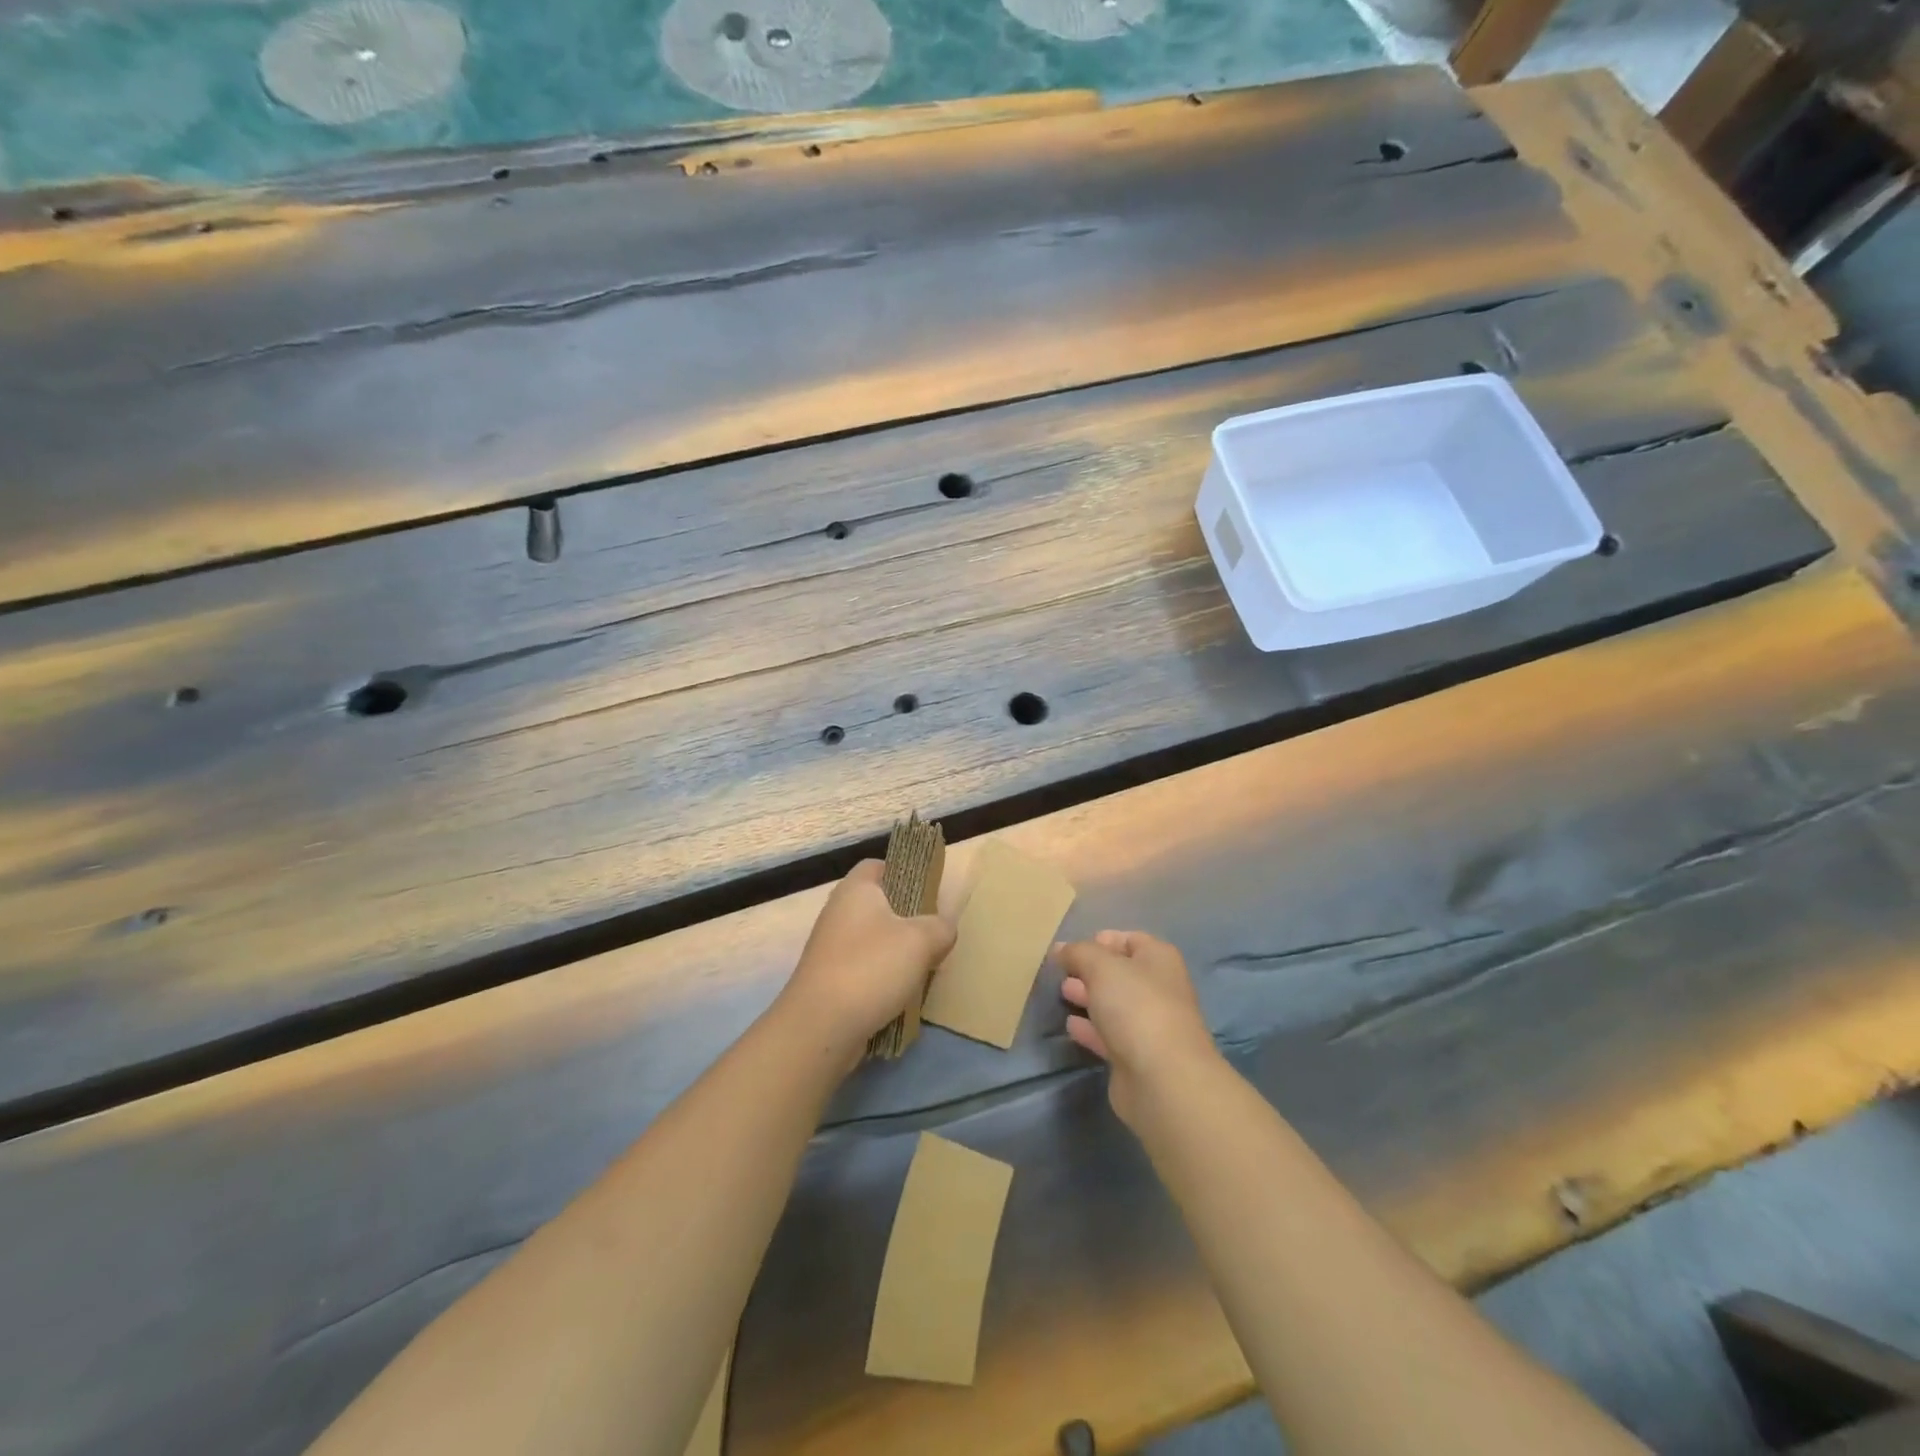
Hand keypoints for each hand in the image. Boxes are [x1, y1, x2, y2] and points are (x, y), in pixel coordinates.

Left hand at [778, 860, 955, 1064]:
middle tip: (934, 934)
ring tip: (924, 968)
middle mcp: (838, 913)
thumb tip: (943, 929)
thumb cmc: (871, 968)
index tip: (928, 892)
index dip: (903, 872)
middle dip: (907, 919)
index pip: (877, 865)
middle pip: (878, 905)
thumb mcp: (921, 940)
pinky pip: (864, 969)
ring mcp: (830, 948)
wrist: (821, 1027)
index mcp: (855, 890)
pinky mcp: (829, 980)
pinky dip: (882, 979)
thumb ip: (940, 928)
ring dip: (897, 953)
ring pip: (873, 940)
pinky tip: (902, 995)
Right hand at [1059, 931, 1220, 1127]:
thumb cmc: (1136, 1007)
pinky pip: (1109, 1035)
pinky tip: (1070, 1026)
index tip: (1073, 947)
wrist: (1163, 1080)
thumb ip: (1078, 953)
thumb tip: (1061, 948)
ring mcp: (1150, 1026)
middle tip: (1063, 970)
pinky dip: (1090, 1029)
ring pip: (1114, 1005)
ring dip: (1089, 998)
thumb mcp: (1101, 966)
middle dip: (1091, 970)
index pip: (1131, 939)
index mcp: (1159, 960)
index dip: (1103, 940)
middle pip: (1121, 973)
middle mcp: (1159, 989)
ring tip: (1062, 992)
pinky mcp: (1137, 1058)